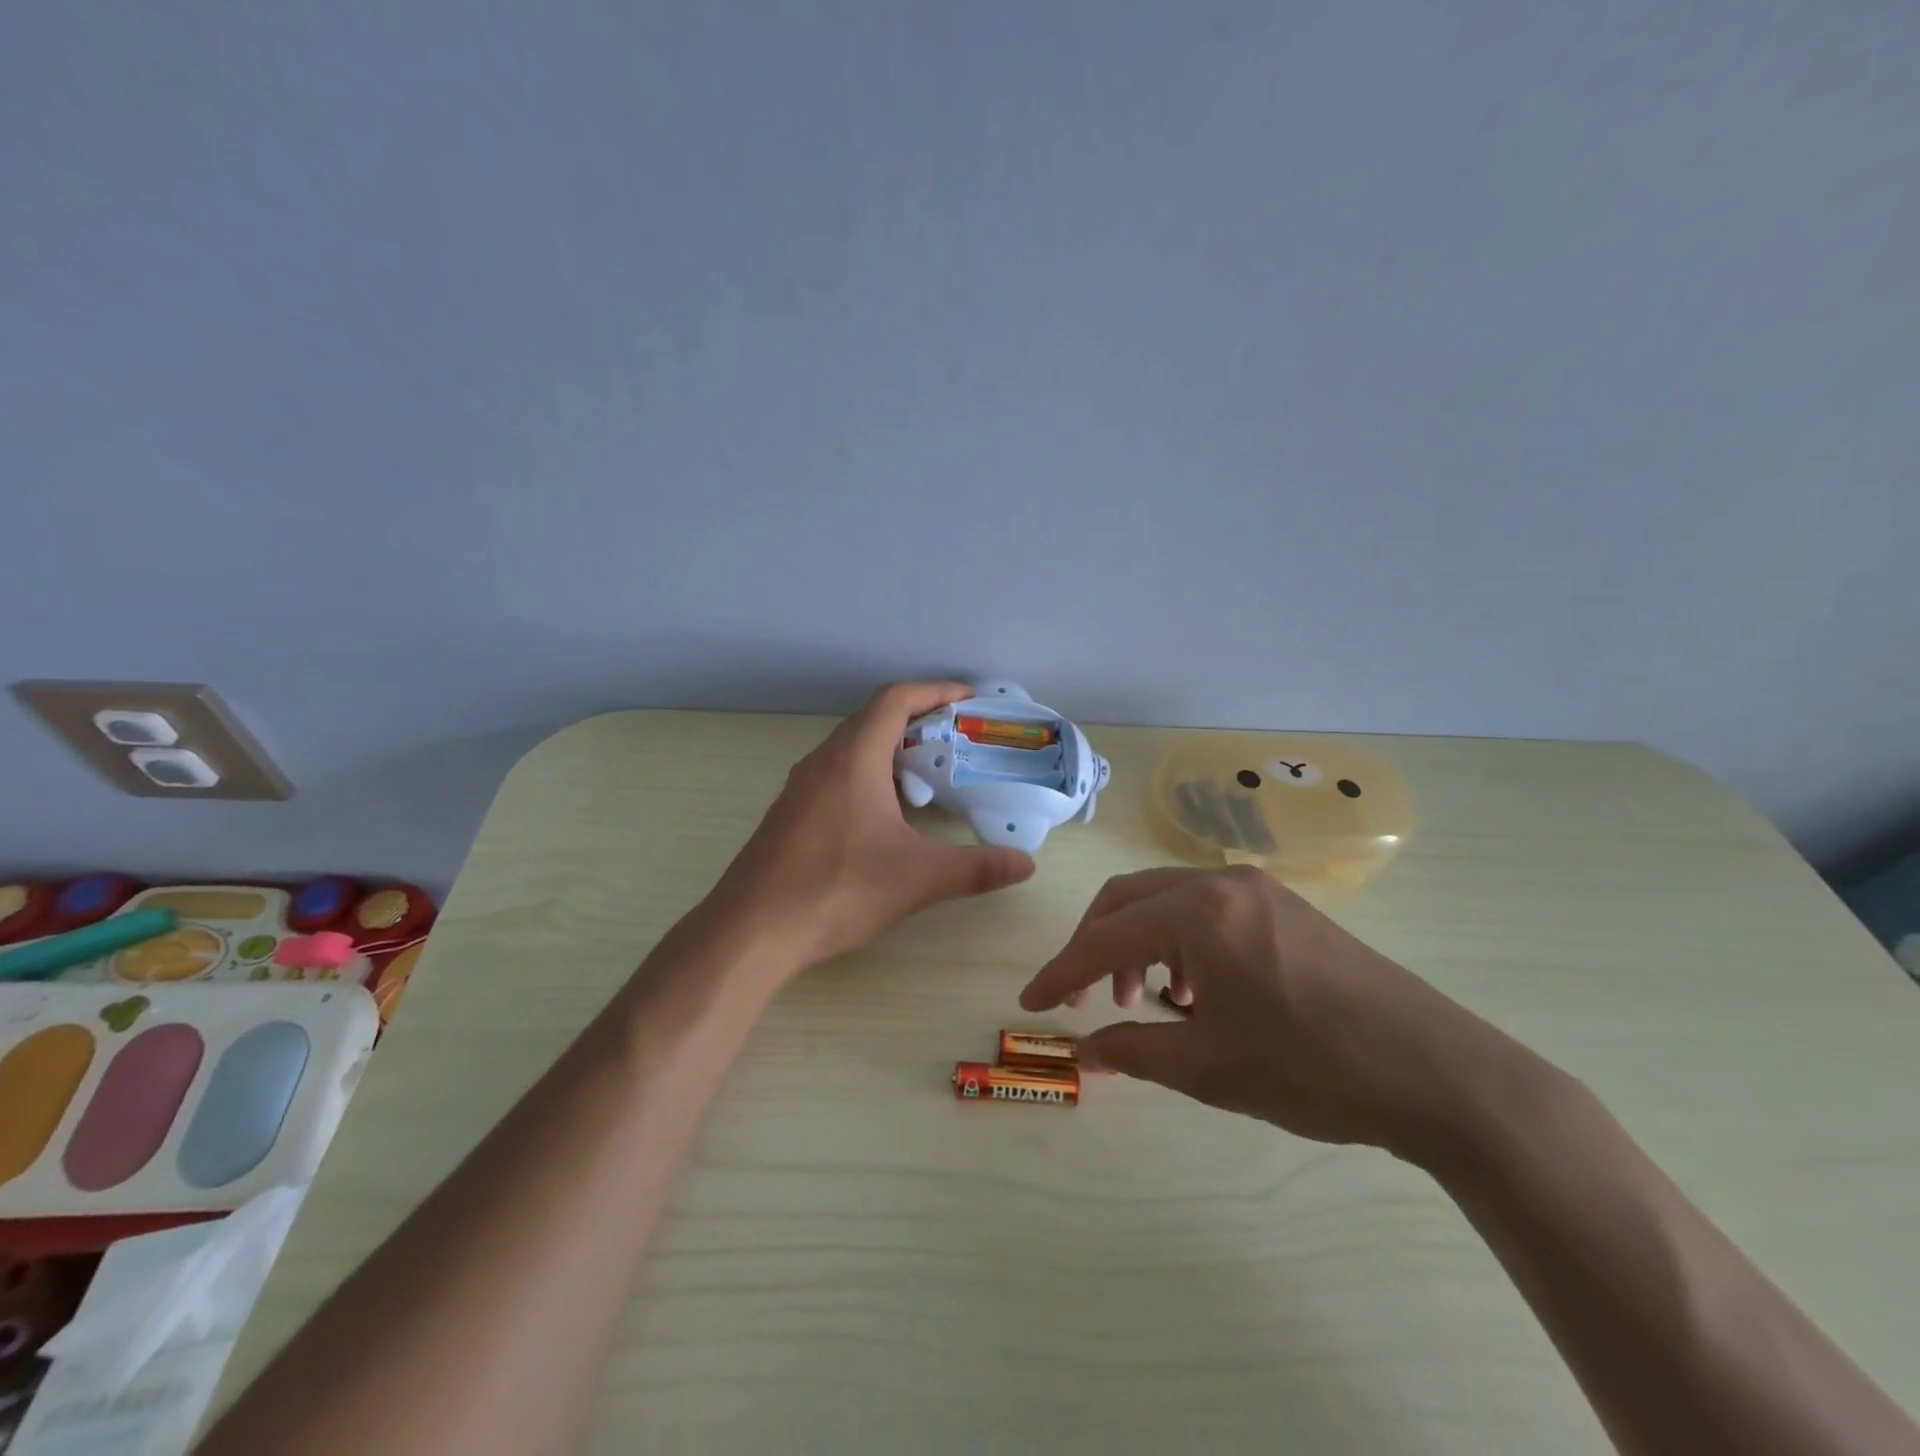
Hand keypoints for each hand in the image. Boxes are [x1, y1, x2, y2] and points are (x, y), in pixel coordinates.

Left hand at [710, 681, 1036, 973]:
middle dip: (917, 719)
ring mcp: (800, 788)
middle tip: (956, 740)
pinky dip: (868, 774)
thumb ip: (976, 868)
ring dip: (890, 748)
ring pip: (851, 748)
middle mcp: (822, 762)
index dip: (934, 691)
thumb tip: (1027, 864)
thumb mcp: (916, 879)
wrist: (751, 931)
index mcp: (853, 759)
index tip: (968, 699)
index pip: (895, 700)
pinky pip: (835, 774)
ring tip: (927, 774)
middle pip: (872, 719)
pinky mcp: (789, 814)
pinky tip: (884, 814)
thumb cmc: (836, 890)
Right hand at [1019, 866, 1513, 1160]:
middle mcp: (1220, 883)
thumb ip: (1134, 1052)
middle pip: (1129, 899)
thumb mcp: (1209, 1068)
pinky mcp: (1283, 906)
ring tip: (1142, 1001)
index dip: (1061, 972)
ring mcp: (1256, 889)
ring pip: (1167, 901)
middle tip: (1082, 998)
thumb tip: (1081, 1052)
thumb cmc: (1311, 1068)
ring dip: (1137, 943)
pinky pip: (1206, 910)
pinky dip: (1178, 942)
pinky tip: (1194, 991)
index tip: (1030, 1004)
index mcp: (1198, 911)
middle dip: (1094, 946)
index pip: (1105, 937)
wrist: (1437, 1071)